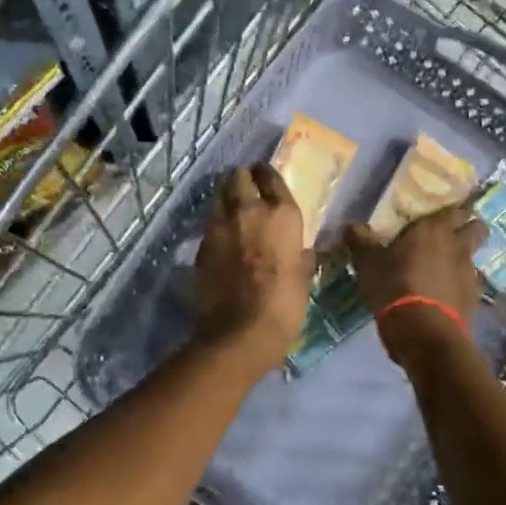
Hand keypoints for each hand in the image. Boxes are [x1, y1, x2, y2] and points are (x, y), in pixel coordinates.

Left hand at [193, 164, 312, 368]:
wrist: (240, 330)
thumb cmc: (284, 304)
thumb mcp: (304, 277)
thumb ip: (301, 256)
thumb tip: (302, 251)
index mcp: (282, 214)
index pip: (271, 177)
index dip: (267, 174)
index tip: (265, 177)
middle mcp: (249, 209)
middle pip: (239, 176)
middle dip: (242, 179)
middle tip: (247, 189)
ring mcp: (220, 224)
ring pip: (219, 194)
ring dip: (225, 197)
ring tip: (232, 210)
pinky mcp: (201, 243)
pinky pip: (210, 223)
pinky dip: (216, 224)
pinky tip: (222, 238)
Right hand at [344, 206, 487, 365]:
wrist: (422, 331)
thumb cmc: (393, 285)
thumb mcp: (368, 263)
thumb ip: (361, 241)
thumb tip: (350, 226)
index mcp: (434, 229)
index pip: (455, 209)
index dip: (451, 211)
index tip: (440, 215)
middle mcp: (458, 246)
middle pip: (477, 228)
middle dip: (469, 229)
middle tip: (448, 237)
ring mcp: (470, 273)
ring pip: (473, 257)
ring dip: (461, 260)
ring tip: (441, 271)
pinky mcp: (474, 299)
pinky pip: (469, 285)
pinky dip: (458, 287)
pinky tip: (442, 296)